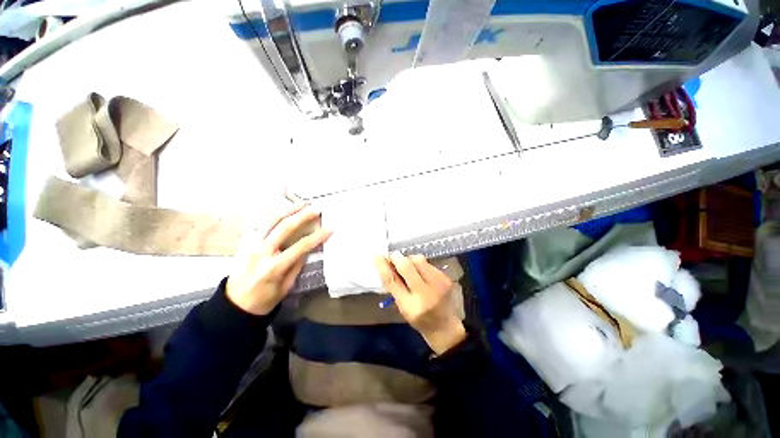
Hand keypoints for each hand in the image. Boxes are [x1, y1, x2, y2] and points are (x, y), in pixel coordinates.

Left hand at [227, 203, 331, 314]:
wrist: (234, 305)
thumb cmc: (264, 299)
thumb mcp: (286, 286)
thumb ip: (296, 265)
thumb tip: (307, 248)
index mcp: (274, 267)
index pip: (301, 246)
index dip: (317, 236)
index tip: (329, 229)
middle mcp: (261, 252)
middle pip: (285, 227)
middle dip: (303, 216)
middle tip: (316, 209)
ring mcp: (251, 244)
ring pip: (270, 220)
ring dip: (287, 209)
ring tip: (301, 203)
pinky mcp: (244, 242)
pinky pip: (258, 222)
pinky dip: (271, 213)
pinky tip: (282, 209)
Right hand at [374, 252, 465, 354]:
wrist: (445, 327)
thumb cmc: (419, 318)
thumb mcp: (402, 307)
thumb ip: (394, 287)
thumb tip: (386, 265)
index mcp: (410, 306)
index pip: (393, 281)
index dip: (383, 267)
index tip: (377, 256)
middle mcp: (425, 294)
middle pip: (407, 266)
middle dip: (397, 258)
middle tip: (392, 257)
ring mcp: (438, 284)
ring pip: (418, 260)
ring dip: (409, 259)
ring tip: (407, 266)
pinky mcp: (445, 277)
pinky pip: (428, 263)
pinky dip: (419, 264)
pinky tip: (419, 272)